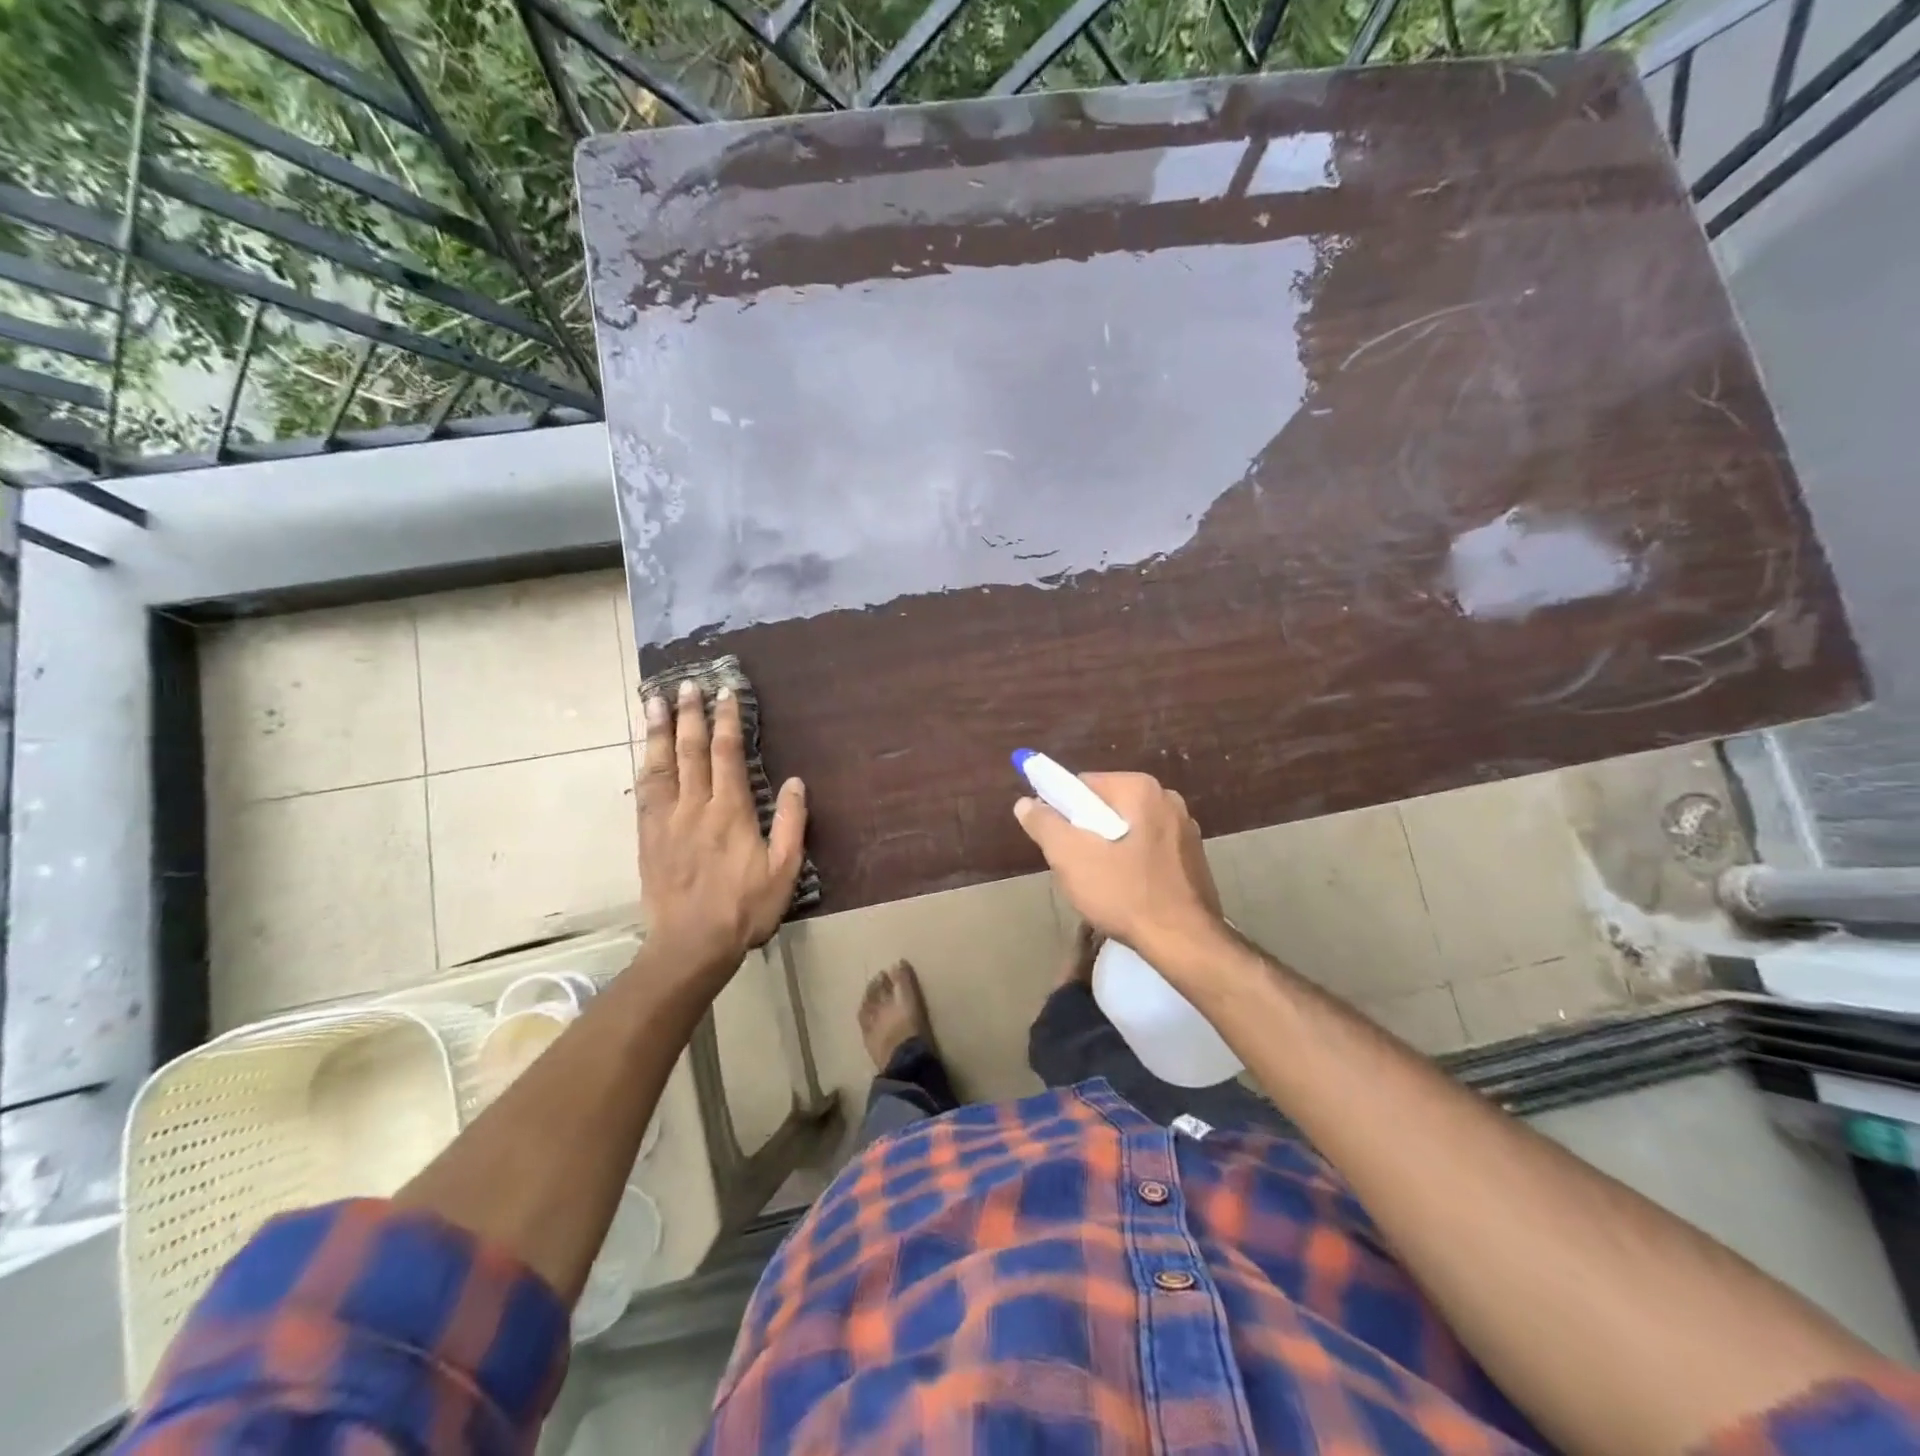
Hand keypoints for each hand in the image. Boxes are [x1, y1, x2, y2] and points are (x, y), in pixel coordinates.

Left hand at [637, 681, 806, 985]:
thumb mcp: (783, 870)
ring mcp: (666, 820)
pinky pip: (645, 792)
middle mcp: (695, 806)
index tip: (725, 693)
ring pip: (661, 765)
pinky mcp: (647, 836)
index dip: (727, 720)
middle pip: (690, 750)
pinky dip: (645, 764)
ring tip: (655, 701)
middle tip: (687, 684)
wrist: (691, 944)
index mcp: (730, 811)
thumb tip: (795, 781)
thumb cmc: (744, 908)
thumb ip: (790, 823)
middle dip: (689, 714)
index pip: (727, 754)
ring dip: (658, 730)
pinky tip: (645, 751)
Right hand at [1013, 772, 1225, 960]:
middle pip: (1106, 807)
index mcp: (1140, 788)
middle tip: (1076, 867)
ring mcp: (1185, 828)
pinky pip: (1148, 849)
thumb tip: (1025, 803)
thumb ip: (1044, 824)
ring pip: (1127, 829)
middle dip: (1086, 833)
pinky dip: (1132, 863)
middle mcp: (1167, 798)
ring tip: (1101, 884)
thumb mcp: (1070, 857)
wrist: (1184, 942)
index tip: (1057, 843)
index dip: (1061, 811)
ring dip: (1108, 850)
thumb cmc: (1124, 893)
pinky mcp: (1193, 857)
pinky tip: (1127, 892)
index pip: (1083, 785)